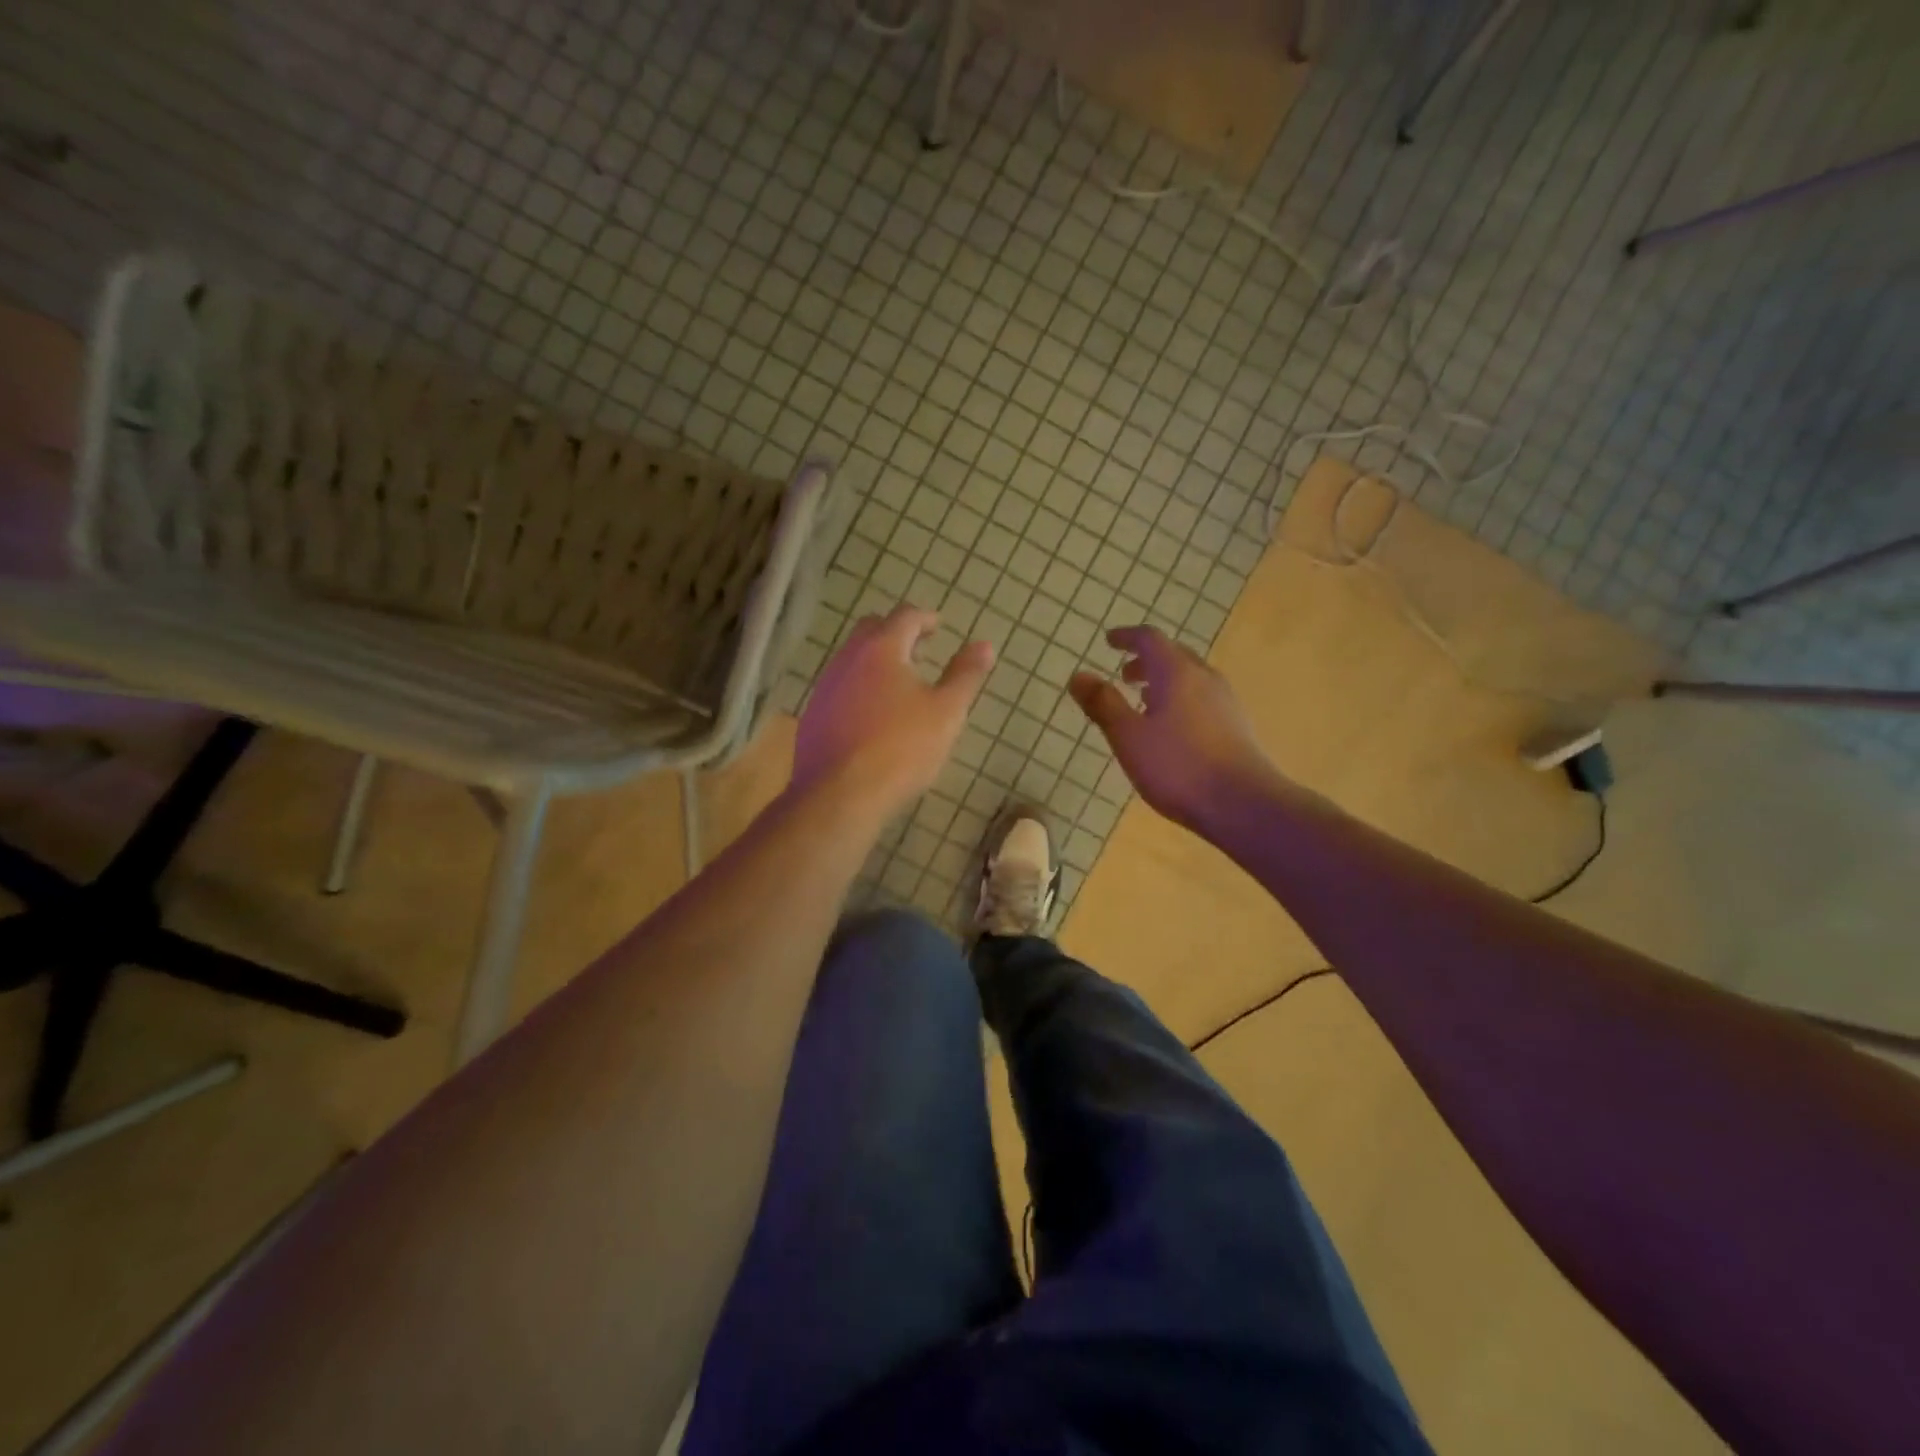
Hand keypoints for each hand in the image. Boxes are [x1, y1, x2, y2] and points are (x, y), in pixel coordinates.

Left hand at [792, 605, 993, 820]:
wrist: (840, 795)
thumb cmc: (902, 748)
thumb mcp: (947, 712)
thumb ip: (965, 675)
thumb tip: (984, 645)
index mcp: (882, 649)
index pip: (905, 616)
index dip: (925, 618)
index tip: (938, 626)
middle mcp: (848, 658)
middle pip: (872, 630)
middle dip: (897, 634)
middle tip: (919, 651)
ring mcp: (826, 687)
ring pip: (852, 659)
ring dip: (876, 662)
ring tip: (899, 684)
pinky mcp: (813, 715)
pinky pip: (840, 688)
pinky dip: (860, 688)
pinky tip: (872, 715)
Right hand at [1069, 625, 1282, 831]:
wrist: (1243, 805)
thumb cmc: (1178, 767)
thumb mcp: (1129, 736)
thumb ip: (1103, 704)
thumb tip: (1078, 675)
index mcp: (1176, 673)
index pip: (1150, 639)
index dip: (1127, 636)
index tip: (1109, 641)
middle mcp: (1204, 678)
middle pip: (1173, 654)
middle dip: (1146, 659)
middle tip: (1124, 675)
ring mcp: (1225, 702)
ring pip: (1190, 677)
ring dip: (1164, 681)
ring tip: (1143, 702)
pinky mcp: (1235, 726)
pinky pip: (1202, 698)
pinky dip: (1179, 699)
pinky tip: (1171, 729)